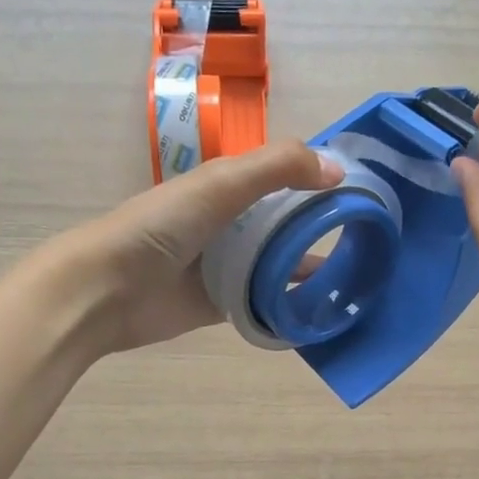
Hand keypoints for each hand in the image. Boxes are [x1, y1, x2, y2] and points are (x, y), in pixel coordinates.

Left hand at [58, 142, 340, 353]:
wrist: (109, 289)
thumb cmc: (163, 226)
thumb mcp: (222, 183)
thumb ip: (278, 168)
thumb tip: (338, 170)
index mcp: (228, 186)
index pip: (284, 176)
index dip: (319, 180)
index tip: (364, 194)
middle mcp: (230, 223)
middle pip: (285, 222)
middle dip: (321, 229)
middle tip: (370, 243)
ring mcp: (226, 266)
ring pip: (278, 264)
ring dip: (310, 268)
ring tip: (354, 279)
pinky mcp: (222, 305)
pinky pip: (264, 301)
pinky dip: (288, 303)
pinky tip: (319, 310)